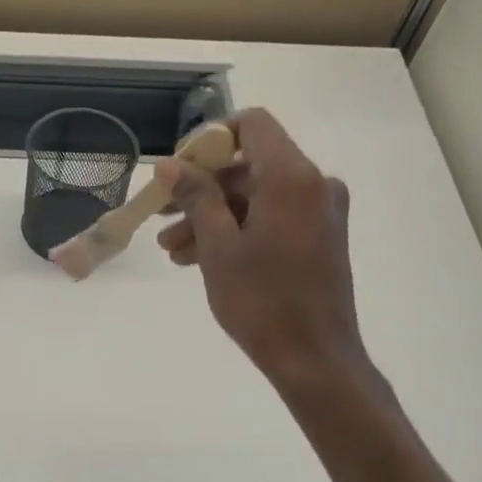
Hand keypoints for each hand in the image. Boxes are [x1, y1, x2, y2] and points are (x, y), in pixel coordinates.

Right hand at [156, 109, 370, 389]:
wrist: (313, 357)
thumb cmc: (262, 301)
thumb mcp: (218, 246)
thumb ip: (196, 196)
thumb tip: (170, 164)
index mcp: (292, 177)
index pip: (252, 124)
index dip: (210, 139)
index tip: (178, 170)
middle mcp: (313, 184)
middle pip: (249, 165)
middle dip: (202, 188)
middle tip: (162, 213)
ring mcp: (319, 212)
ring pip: (255, 197)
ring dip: (212, 216)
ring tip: (172, 249)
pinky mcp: (319, 238)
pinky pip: (271, 218)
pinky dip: (236, 231)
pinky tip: (198, 258)